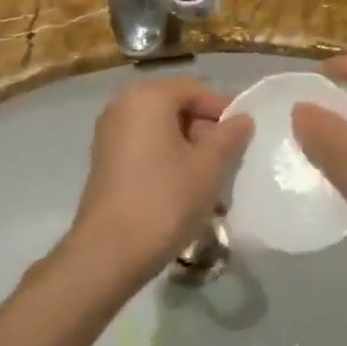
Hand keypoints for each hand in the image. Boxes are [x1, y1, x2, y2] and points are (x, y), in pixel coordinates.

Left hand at [66, 77, 252, 279]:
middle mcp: (123, 104)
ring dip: (187, 149)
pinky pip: (144, 146)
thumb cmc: (164, 200)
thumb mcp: (209, 167)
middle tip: (226, 164)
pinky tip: (180, 190)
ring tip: (206, 181)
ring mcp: (109, 133)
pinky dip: (165, 159)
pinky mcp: (103, 160)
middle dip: (204, 132)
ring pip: (161, 129)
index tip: (241, 142)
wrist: (106, 255)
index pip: (196, 91)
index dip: (223, 112)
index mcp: (148, 96)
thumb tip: (242, 119)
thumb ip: (229, 136)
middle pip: (176, 107)